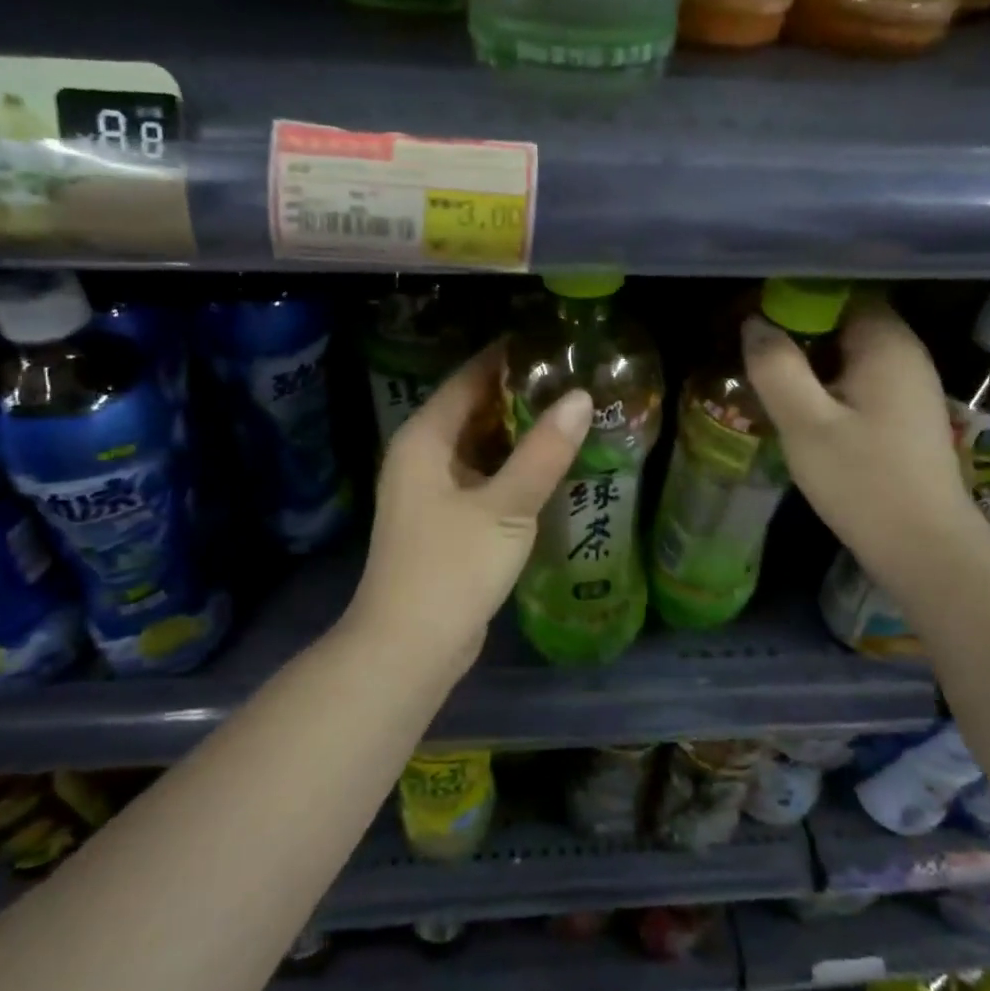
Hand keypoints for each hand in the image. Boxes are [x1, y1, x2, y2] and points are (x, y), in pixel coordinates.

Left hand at [347, 342, 592, 665]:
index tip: (552, 342)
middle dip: (520, 395)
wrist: (408, 648)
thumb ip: (543, 452)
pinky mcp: (445, 519)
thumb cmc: (450, 568)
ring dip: (519, 433)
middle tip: (575, 379)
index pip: (468, 378)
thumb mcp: (505, 507)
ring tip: (572, 415)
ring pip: (480, 445)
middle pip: (474, 409)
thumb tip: (580, 398)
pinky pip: (483, 476)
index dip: (508, 358)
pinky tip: (551, 466)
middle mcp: (422, 455)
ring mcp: (431, 490)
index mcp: (424, 438)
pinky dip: (512, 467)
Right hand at [742, 296, 975, 579]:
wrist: (924, 547)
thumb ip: (776, 367)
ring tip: (768, 373)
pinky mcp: (906, 414)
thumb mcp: (805, 423)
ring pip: (851, 352)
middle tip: (753, 346)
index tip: (755, 313)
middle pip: (845, 319)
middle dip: (798, 328)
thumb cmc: (862, 480)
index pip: (839, 291)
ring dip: (811, 358)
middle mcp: (905, 354)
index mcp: (886, 343)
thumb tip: (754, 324)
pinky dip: (829, 381)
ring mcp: (910, 385)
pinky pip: (860, 378)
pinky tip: (801, 404)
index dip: (795, 296)